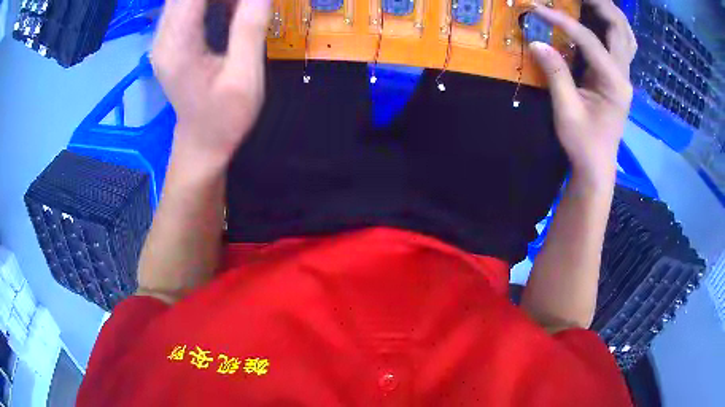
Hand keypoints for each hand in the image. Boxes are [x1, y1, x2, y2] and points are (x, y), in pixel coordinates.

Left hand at [152, 0, 270, 162]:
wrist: (202, 144)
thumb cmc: (225, 118)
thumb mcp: (244, 77)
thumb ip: (250, 28)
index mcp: (177, 46)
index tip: (248, 0)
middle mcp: (163, 38)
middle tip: (247, 5)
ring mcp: (163, 39)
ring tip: (243, 6)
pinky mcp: (170, 40)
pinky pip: (187, 6)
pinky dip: (210, 1)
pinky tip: (231, 8)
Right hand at [530, 0, 636, 183]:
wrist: (598, 165)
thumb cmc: (584, 143)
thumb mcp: (567, 111)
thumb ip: (556, 74)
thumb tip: (537, 42)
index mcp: (614, 83)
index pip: (590, 40)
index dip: (563, 20)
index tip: (538, 8)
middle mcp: (624, 75)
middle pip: (619, 28)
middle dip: (599, 4)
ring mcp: (624, 75)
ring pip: (626, 34)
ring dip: (610, 12)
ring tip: (589, 2)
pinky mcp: (619, 77)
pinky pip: (622, 44)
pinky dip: (613, 26)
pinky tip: (599, 20)